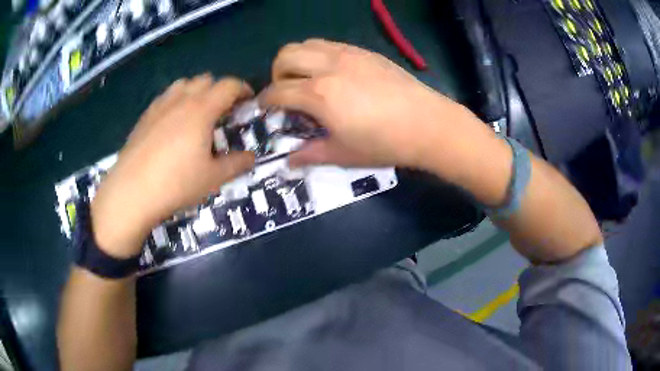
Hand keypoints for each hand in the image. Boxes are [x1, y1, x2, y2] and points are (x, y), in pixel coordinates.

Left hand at [91, 75, 255, 256]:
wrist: (131, 192)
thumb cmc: (176, 183)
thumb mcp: (213, 178)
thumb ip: (236, 164)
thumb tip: (251, 157)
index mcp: (202, 109)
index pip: (228, 85)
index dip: (242, 89)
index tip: (248, 100)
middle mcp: (181, 100)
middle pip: (206, 80)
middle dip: (219, 90)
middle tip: (223, 111)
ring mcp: (160, 106)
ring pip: (183, 84)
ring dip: (196, 91)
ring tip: (197, 112)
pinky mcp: (145, 116)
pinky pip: (166, 97)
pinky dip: (176, 100)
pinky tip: (172, 122)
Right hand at [260, 39, 483, 168]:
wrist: (428, 124)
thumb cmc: (385, 143)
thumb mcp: (344, 154)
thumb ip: (311, 154)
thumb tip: (288, 161)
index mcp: (319, 94)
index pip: (277, 90)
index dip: (265, 100)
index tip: (265, 108)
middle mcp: (328, 66)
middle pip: (285, 56)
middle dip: (276, 73)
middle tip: (286, 91)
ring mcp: (348, 54)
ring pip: (306, 44)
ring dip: (297, 60)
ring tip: (307, 79)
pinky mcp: (364, 51)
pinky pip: (329, 44)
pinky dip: (318, 55)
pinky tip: (332, 73)